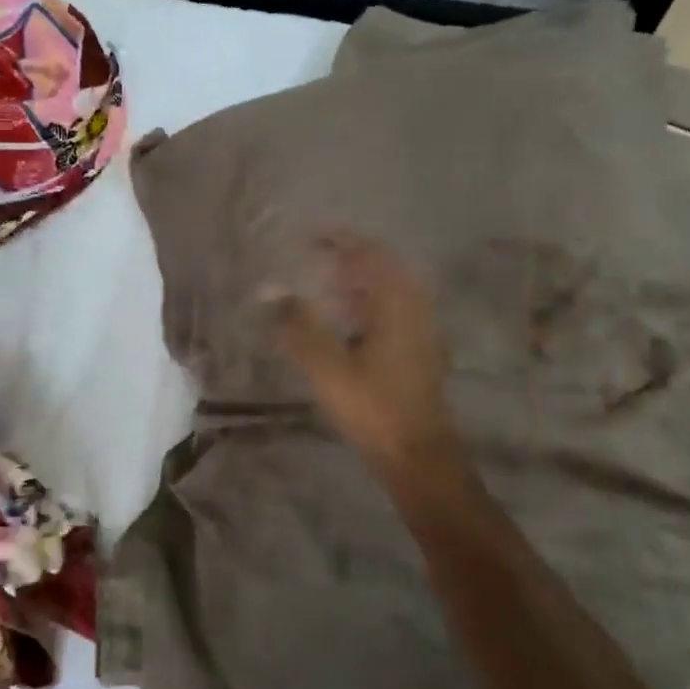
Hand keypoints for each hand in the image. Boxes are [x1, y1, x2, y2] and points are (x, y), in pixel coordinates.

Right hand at [270, 232, 461, 475]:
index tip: (310, 232)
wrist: (418, 456)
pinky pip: (391, 309)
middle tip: (314, 255)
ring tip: (323, 282)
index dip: (339, 239)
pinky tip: (345, 320)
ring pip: (388, 290)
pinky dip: (366, 302)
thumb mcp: (327, 366)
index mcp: (396, 303)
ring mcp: (420, 330)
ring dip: (357, 280)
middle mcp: (414, 308)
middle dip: (348, 256)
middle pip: (382, 267)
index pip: (367, 254)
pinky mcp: (418, 350)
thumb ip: (297, 325)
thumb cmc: (373, 407)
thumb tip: (269, 289)